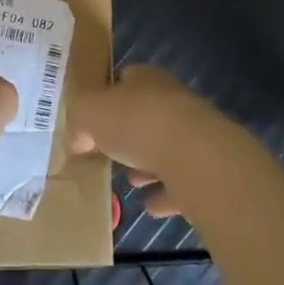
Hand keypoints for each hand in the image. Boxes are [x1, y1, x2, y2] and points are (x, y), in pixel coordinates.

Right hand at [69, 66, 223, 218]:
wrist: (196, 157)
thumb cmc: (138, 124)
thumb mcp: (90, 113)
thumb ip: (79, 121)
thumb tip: (77, 139)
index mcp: (145, 79)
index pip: (123, 78)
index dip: (105, 97)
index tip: (90, 120)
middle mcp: (171, 100)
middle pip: (144, 114)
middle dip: (126, 133)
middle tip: (106, 153)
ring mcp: (192, 135)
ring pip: (164, 146)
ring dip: (146, 163)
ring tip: (128, 181)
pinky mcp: (206, 169)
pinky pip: (180, 181)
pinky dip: (165, 192)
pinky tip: (150, 206)